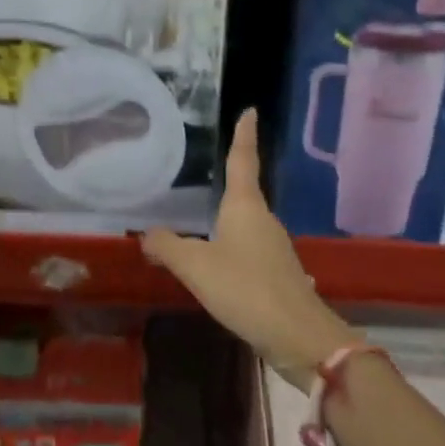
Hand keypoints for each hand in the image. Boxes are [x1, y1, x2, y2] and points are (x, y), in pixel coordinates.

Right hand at [143, 110, 358, 388]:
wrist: (298, 334)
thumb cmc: (245, 288)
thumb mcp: (196, 267)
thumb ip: (168, 247)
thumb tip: (146, 234)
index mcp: (246, 207)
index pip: (243, 160)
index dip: (243, 135)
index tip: (250, 111)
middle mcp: (263, 220)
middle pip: (245, 192)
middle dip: (230, 180)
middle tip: (207, 171)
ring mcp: (274, 247)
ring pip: (246, 224)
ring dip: (227, 221)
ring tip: (202, 222)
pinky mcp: (278, 273)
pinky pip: (249, 250)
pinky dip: (231, 249)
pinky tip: (218, 266)